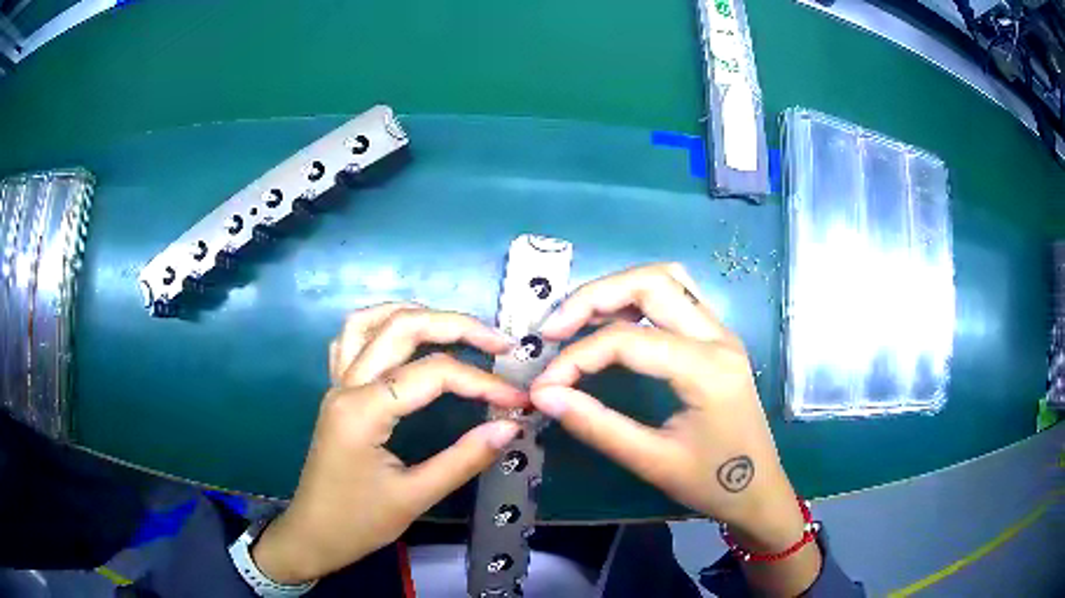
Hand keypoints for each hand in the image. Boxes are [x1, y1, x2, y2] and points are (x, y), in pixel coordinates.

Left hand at [252, 304, 526, 583]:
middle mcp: (346, 385)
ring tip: (456, 328)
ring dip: (415, 313)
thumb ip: (464, 458)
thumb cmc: (359, 523)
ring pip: (369, 321)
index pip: (432, 374)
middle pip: (402, 327)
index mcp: (364, 410)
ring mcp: (337, 384)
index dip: (481, 382)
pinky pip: (352, 340)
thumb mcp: (415, 497)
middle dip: (456, 325)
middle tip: (499, 343)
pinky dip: (381, 326)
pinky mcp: (336, 393)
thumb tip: (511, 426)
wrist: (313, 536)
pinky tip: (405, 339)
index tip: (517, 401)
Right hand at [530, 264, 819, 594]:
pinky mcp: (718, 339)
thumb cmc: (712, 483)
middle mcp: (718, 337)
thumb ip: (597, 425)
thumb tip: (544, 396)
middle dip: (594, 298)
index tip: (544, 385)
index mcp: (707, 369)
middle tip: (553, 330)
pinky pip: (678, 296)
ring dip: (619, 289)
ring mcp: (722, 333)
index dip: (577, 357)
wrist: (759, 491)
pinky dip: (639, 298)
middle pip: (651, 282)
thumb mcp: (652, 462)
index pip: (629, 341)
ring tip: (580, 320)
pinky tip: (615, 323)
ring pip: (667, 279)